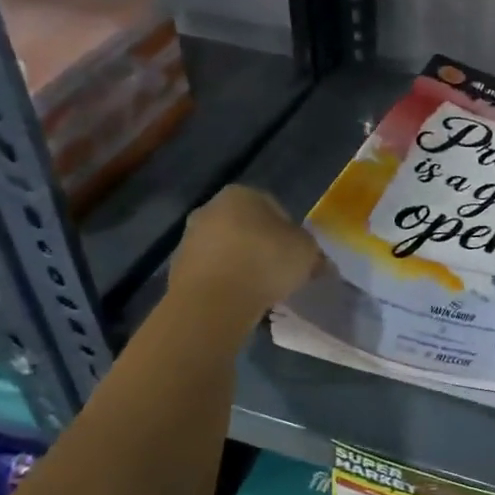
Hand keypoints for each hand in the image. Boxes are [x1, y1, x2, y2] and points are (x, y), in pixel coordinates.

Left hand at [170, 186, 323, 321]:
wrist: (214, 301)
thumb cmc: (265, 262)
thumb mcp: (306, 252)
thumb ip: (312, 252)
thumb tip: (317, 260)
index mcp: (241, 194)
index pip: (273, 207)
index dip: (290, 232)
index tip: (297, 256)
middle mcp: (210, 208)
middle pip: (246, 227)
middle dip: (262, 246)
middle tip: (280, 273)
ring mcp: (189, 238)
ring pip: (226, 249)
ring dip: (242, 265)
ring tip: (260, 291)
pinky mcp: (177, 268)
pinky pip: (212, 272)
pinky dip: (225, 282)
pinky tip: (238, 300)